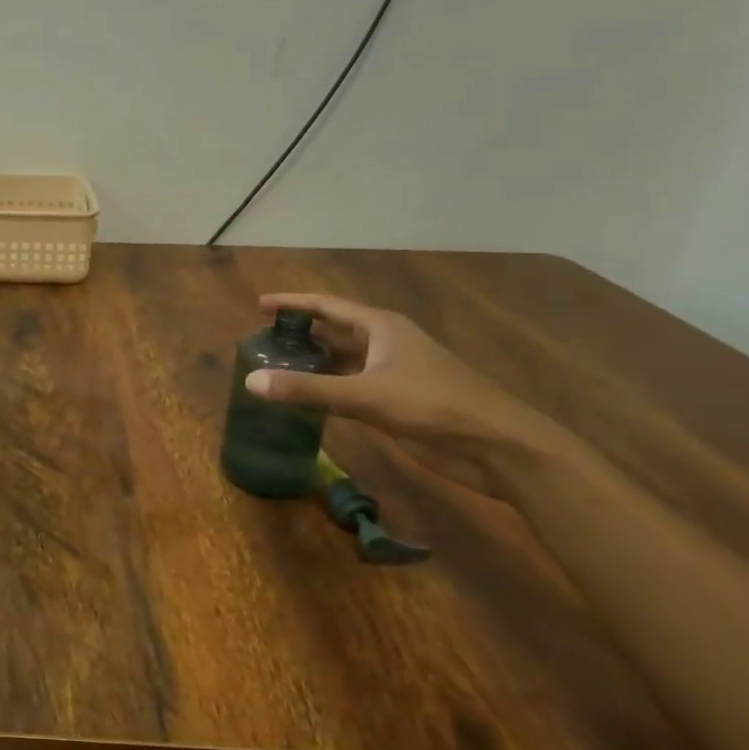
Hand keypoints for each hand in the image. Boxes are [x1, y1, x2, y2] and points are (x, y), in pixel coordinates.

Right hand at [247, 293, 570, 491]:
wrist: (497, 446)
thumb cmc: (434, 405)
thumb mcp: (365, 394)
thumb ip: (307, 389)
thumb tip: (251, 381)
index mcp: (381, 327)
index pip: (327, 305)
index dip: (293, 303)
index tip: (260, 306)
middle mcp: (385, 344)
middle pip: (334, 331)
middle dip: (300, 334)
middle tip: (261, 341)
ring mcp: (392, 374)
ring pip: (342, 362)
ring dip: (312, 364)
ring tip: (274, 368)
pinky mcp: (396, 402)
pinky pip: (350, 388)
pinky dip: (326, 390)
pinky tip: (304, 401)